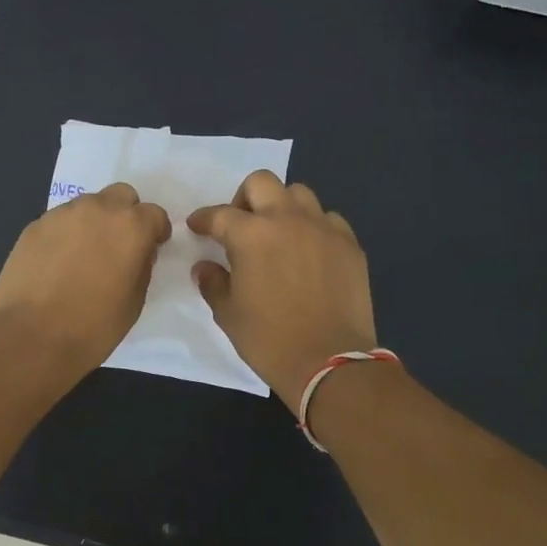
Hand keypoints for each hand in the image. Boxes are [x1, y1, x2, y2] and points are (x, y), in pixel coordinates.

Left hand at [0, 183, 171, 377]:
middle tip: (119, 246)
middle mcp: (97, 210)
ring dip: (94, 222)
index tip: (151, 248)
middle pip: (121, 196)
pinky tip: (58, 264)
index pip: (154, 214)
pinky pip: (60, 221)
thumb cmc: (92, 327)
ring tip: (84, 256)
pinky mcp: (34, 226)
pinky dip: (66, 234)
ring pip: (88, 206)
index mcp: (130, 227)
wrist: (29, 337)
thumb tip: (135, 254)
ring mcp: (62, 214)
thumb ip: (141, 268)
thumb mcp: (134, 303)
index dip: (155, 231)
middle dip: (125, 215)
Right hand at [188, 170, 376, 404]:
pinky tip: (309, 251)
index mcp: (251, 234)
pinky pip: (328, 219)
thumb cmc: (270, 340)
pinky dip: (313, 227)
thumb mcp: (229, 314)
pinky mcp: (349, 244)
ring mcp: (323, 228)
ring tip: (278, 234)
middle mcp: (287, 219)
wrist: (330, 362)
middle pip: (261, 183)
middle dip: (244, 198)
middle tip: (241, 225)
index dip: (203, 219)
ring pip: (299, 194)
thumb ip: (213, 283)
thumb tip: (205, 267)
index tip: (197, 227)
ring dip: (282, 207)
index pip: (219, 215)